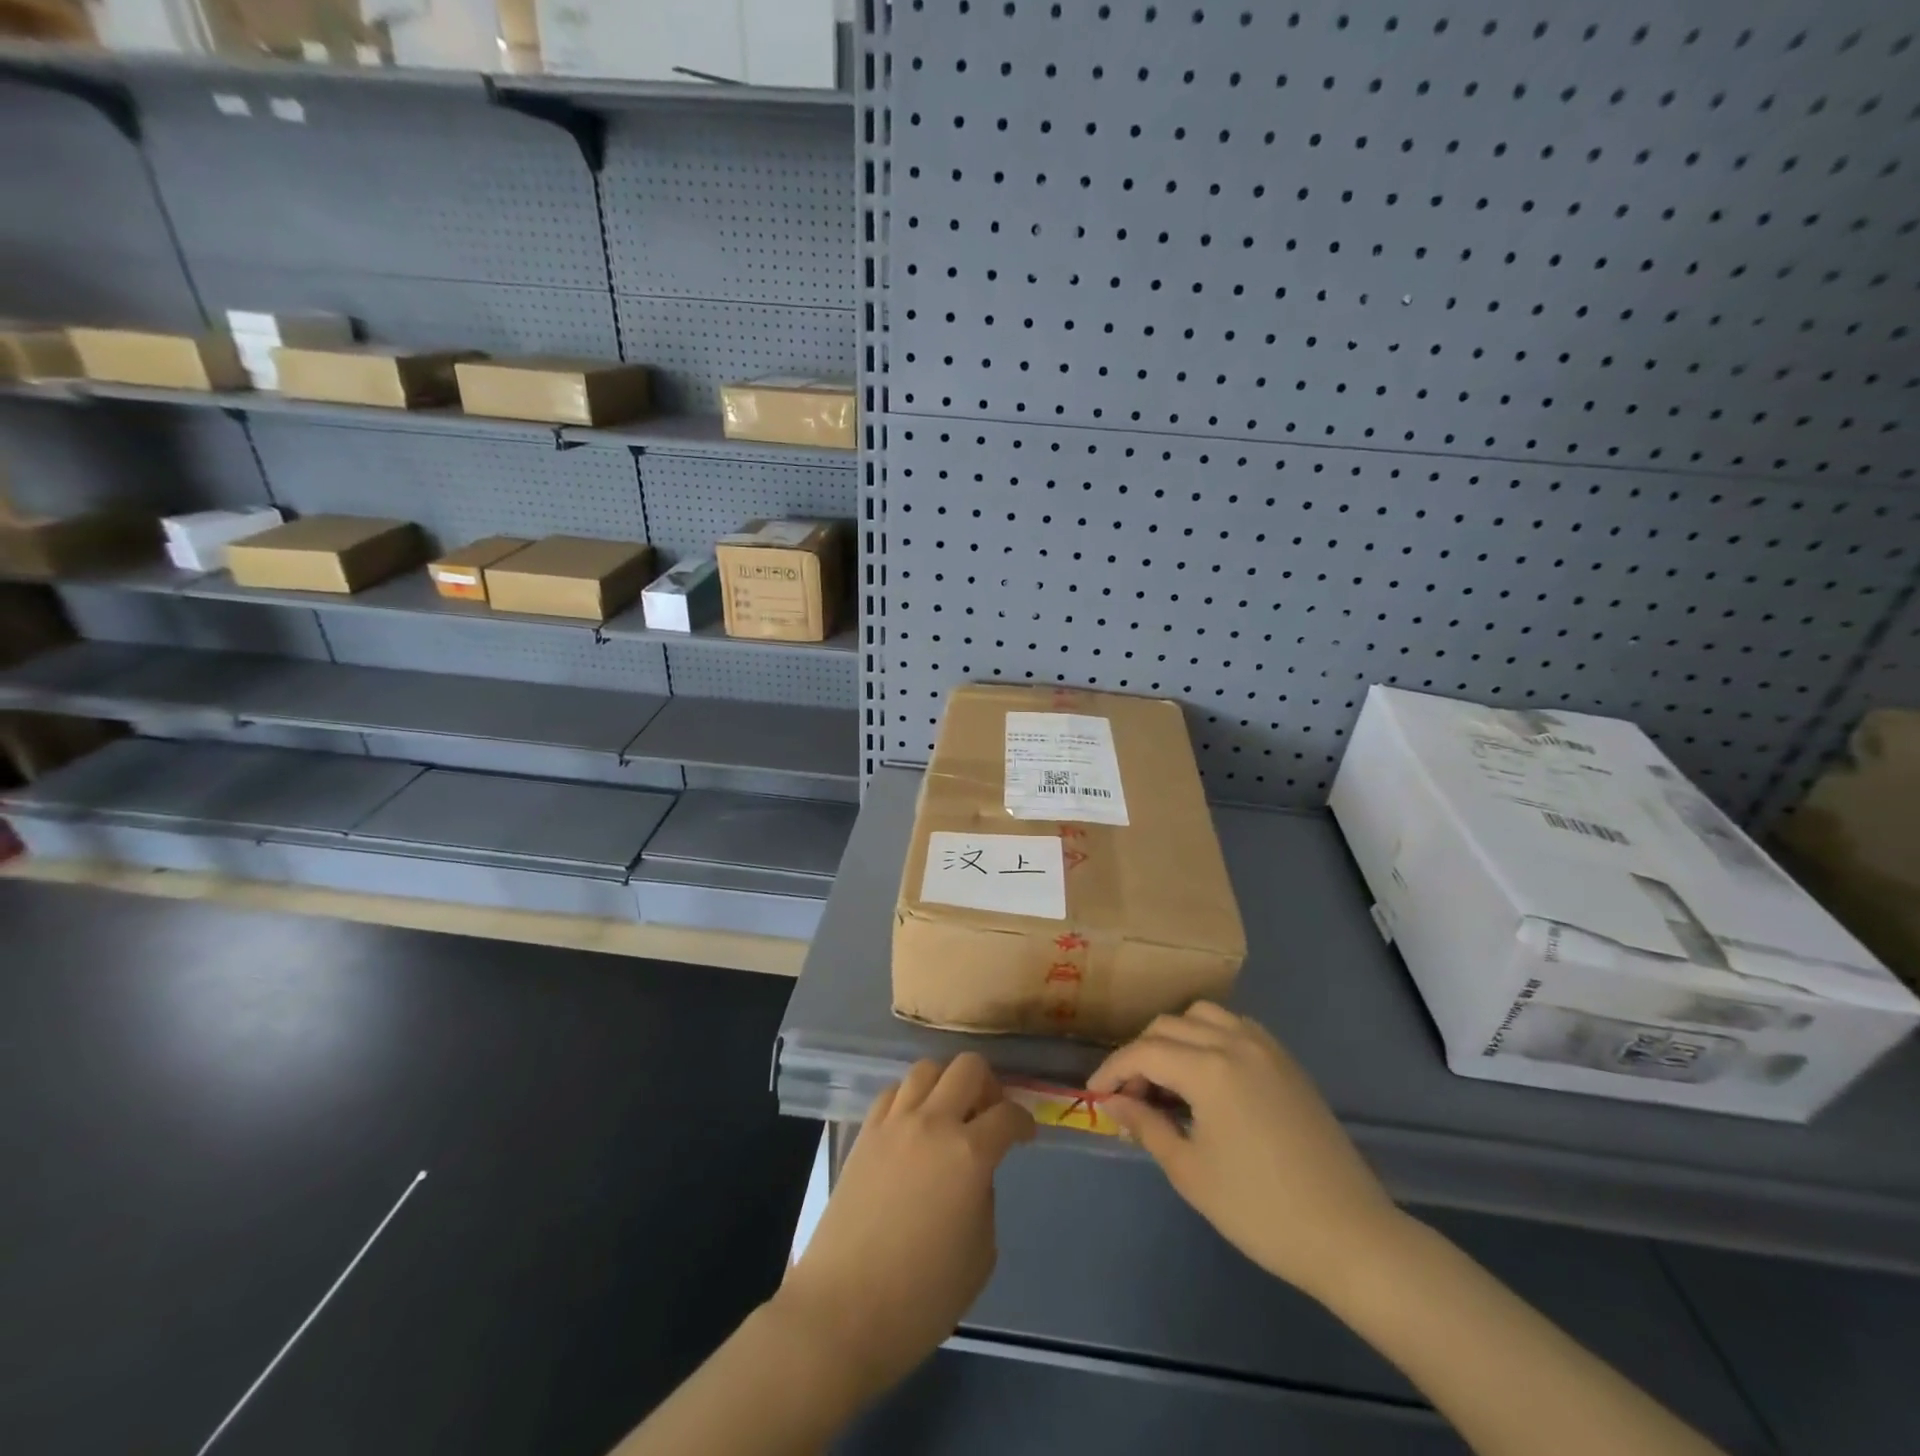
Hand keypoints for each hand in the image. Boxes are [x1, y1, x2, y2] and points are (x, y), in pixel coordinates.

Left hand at [776, 1054, 1034, 1398]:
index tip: (1026, 1136)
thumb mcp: (979, 1255)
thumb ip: (984, 1200)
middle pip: (968, 1067)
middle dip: (989, 1084)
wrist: (842, 1311)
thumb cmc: (921, 1298)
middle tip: (989, 1115)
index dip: (1024, 1122)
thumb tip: (972, 1176)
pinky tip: (913, 1126)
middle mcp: (933, 1123)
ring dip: (947, 1082)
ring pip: (927, 1068)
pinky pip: (893, 1092)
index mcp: (969, 1154)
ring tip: (950, 1114)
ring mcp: (894, 1123)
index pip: (1008, 1114)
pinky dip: (911, 1097)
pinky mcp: (864, 1133)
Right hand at [1088, 1002, 1403, 1302]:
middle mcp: (1235, 1042)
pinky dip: (1209, 1037)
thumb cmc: (1261, 1210)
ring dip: (1175, 1037)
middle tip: (1130, 1094)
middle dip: (1140, 1053)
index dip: (1112, 1070)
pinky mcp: (1287, 1061)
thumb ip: (1146, 1125)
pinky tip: (1207, 1076)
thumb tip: (1113, 1101)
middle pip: (1169, 1026)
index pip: (1143, 1052)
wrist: (1349, 1236)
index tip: (1095, 1094)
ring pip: (1203, 1016)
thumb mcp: (1190, 1172)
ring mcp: (1266, 1047)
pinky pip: (1235, 1027)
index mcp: (1209, 1068)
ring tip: (1167, 1079)